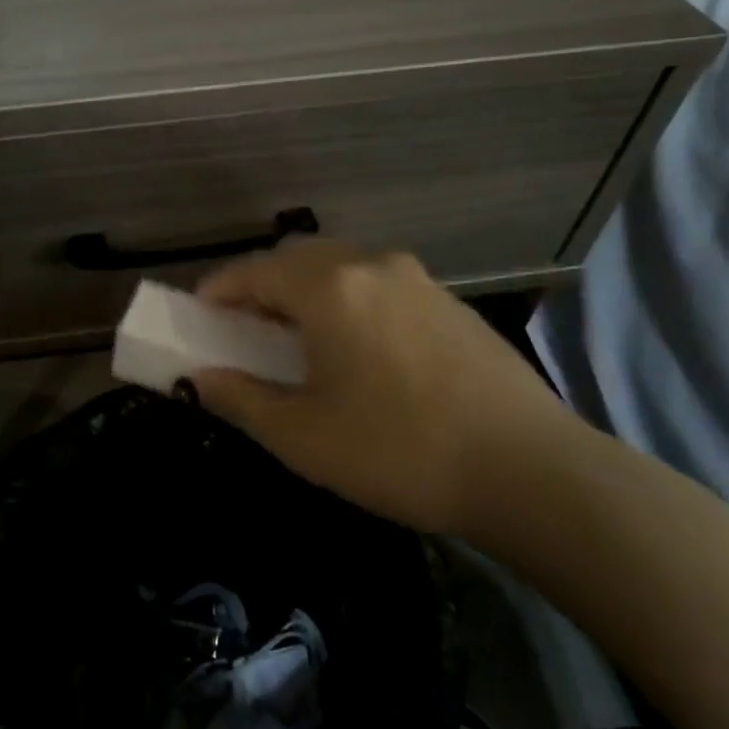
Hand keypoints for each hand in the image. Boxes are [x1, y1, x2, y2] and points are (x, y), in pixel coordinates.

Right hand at [190, 239, 583, 536]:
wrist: (531, 470)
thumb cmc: (399, 451)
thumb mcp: (303, 436)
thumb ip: (241, 398)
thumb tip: (198, 379)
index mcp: (330, 288)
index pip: (255, 270)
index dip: (218, 289)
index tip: (197, 313)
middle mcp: (372, 266)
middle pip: (298, 258)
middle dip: (262, 284)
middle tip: (246, 326)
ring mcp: (418, 279)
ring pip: (342, 267)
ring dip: (308, 290)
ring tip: (300, 337)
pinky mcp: (450, 302)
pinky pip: (379, 285)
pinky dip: (349, 300)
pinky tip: (358, 347)